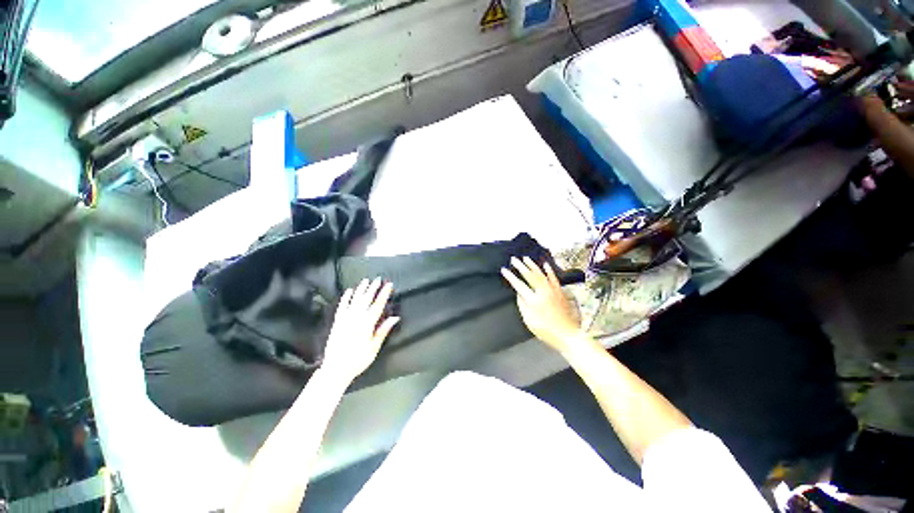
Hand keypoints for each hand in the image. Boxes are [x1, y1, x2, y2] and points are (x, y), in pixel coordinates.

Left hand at [321, 278, 398, 383]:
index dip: (384, 294)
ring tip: (366, 281)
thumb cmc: (358, 360)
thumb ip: (383, 330)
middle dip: (373, 288)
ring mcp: (345, 319)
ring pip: (354, 300)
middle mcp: (355, 319)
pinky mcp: (337, 322)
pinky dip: (346, 298)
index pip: (377, 305)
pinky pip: (342, 307)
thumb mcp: (374, 347)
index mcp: (366, 324)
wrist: (336, 369)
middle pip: (366, 299)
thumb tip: (395, 317)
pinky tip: (349, 291)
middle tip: (378, 279)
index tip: (389, 285)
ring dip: (361, 289)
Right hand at [501, 257, 583, 353]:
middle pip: (529, 275)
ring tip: (526, 258)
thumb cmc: (547, 331)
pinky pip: (554, 278)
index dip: (510, 277)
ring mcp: (553, 290)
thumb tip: (519, 294)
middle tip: (514, 259)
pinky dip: (549, 270)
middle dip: (520, 266)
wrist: (567, 335)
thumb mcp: (529, 321)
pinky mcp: (560, 292)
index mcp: (533, 300)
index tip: (504, 270)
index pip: (519, 285)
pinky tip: (545, 265)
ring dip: (532, 265)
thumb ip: (522, 306)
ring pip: (541, 274)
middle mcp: (543, 292)